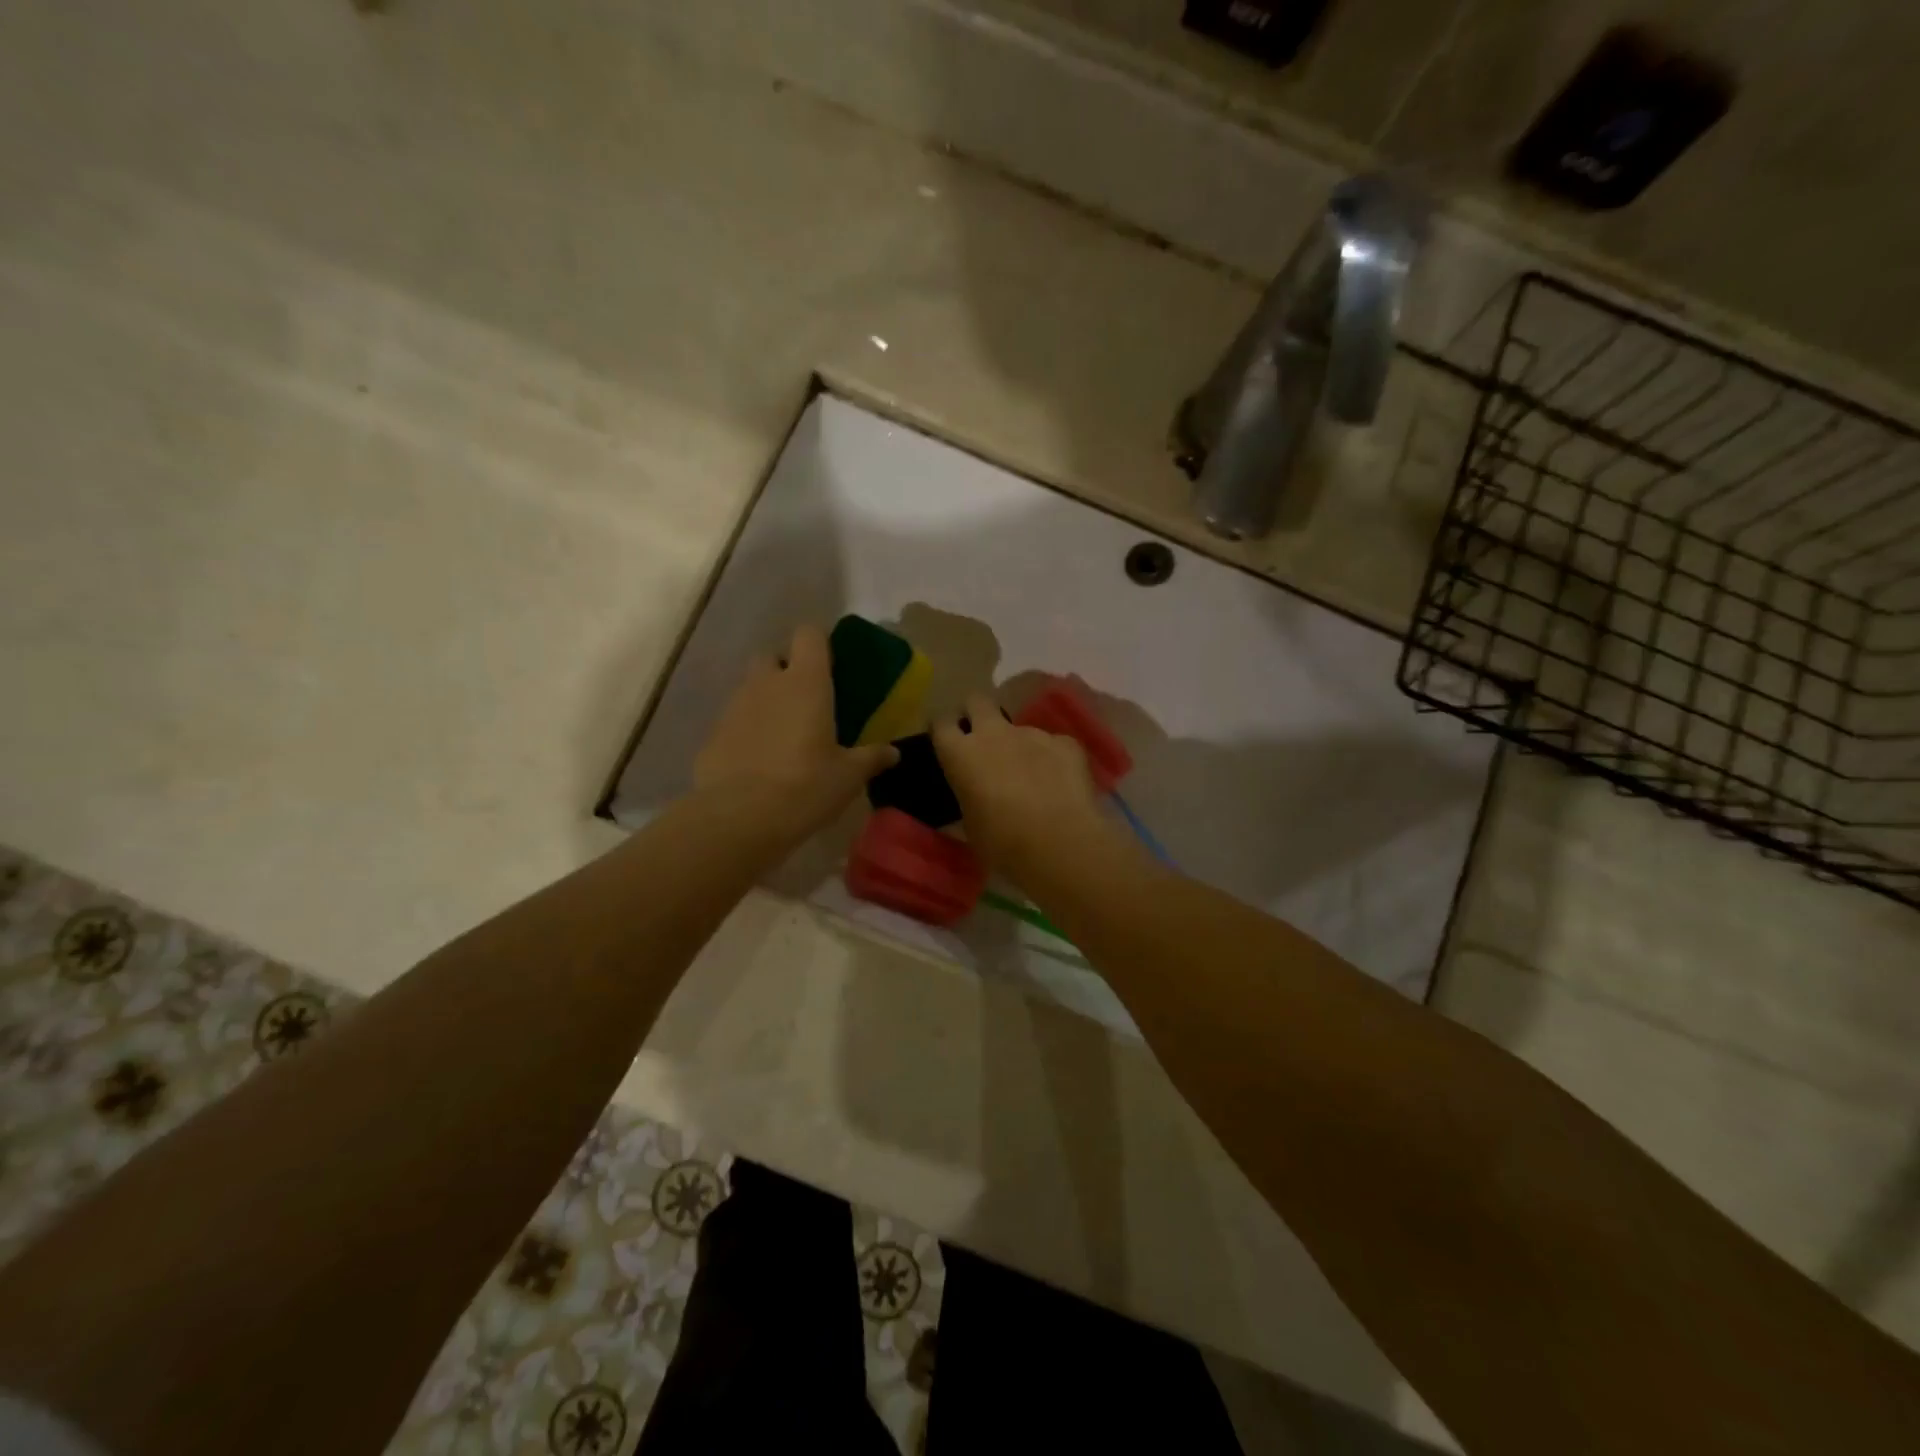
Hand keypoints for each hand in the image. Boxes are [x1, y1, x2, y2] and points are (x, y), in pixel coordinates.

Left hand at [695, 624, 896, 841]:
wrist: (738, 818)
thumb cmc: (805, 786)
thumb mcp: (848, 776)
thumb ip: (871, 758)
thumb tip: (893, 752)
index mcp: (806, 682)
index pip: (809, 634)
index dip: (820, 643)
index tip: (832, 665)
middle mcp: (766, 683)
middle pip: (772, 656)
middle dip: (786, 670)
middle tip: (806, 701)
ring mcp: (734, 707)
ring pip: (751, 689)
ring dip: (766, 702)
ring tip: (784, 737)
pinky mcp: (713, 735)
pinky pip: (734, 721)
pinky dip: (747, 732)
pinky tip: (759, 763)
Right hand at [932, 692, 1125, 884]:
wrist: (1060, 844)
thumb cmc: (1002, 844)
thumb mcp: (971, 825)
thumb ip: (968, 798)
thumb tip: (974, 795)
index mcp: (961, 754)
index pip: (941, 723)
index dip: (943, 729)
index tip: (946, 741)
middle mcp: (994, 733)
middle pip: (978, 701)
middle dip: (976, 713)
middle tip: (982, 739)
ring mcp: (1033, 734)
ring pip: (1020, 728)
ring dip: (1020, 745)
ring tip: (1031, 777)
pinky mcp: (1066, 743)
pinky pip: (1054, 744)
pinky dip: (1053, 759)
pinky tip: (1060, 783)